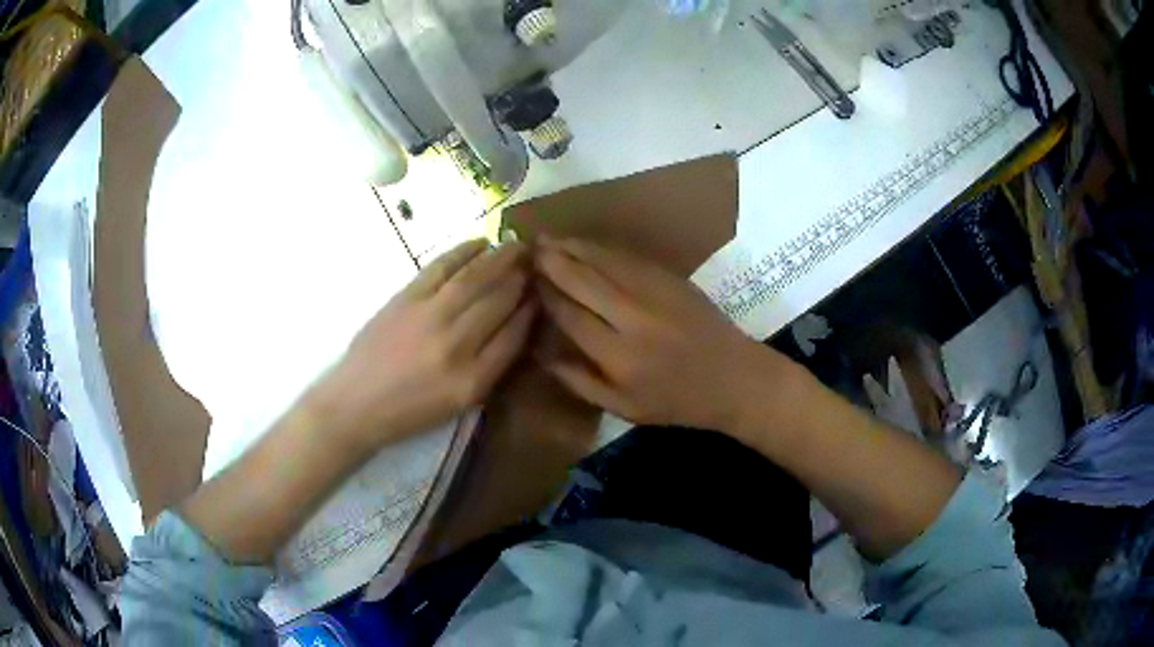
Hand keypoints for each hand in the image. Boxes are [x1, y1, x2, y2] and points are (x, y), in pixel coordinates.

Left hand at [308, 239, 535, 450]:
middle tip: (536, 261)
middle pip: (499, 301)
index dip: (531, 310)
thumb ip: (490, 368)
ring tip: (517, 245)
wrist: (356, 402)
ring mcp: (429, 317)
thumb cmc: (409, 410)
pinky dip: (463, 251)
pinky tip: (481, 243)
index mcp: (473, 380)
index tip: (542, 293)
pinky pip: (442, 267)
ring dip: (500, 258)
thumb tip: (515, 324)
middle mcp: (456, 345)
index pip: (514, 336)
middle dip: (521, 278)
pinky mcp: (406, 298)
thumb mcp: (459, 404)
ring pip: (475, 278)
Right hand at [534, 237, 798, 433]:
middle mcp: (632, 318)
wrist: (734, 378)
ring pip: (604, 262)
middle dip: (552, 261)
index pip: (569, 315)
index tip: (526, 281)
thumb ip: (579, 382)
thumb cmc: (676, 401)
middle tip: (528, 248)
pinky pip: (628, 258)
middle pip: (582, 280)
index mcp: (618, 356)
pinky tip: (585, 244)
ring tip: (547, 238)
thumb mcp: (624, 407)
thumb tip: (540, 352)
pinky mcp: (671, 279)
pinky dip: (602, 248)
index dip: (545, 294)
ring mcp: (655, 293)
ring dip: (573, 247)